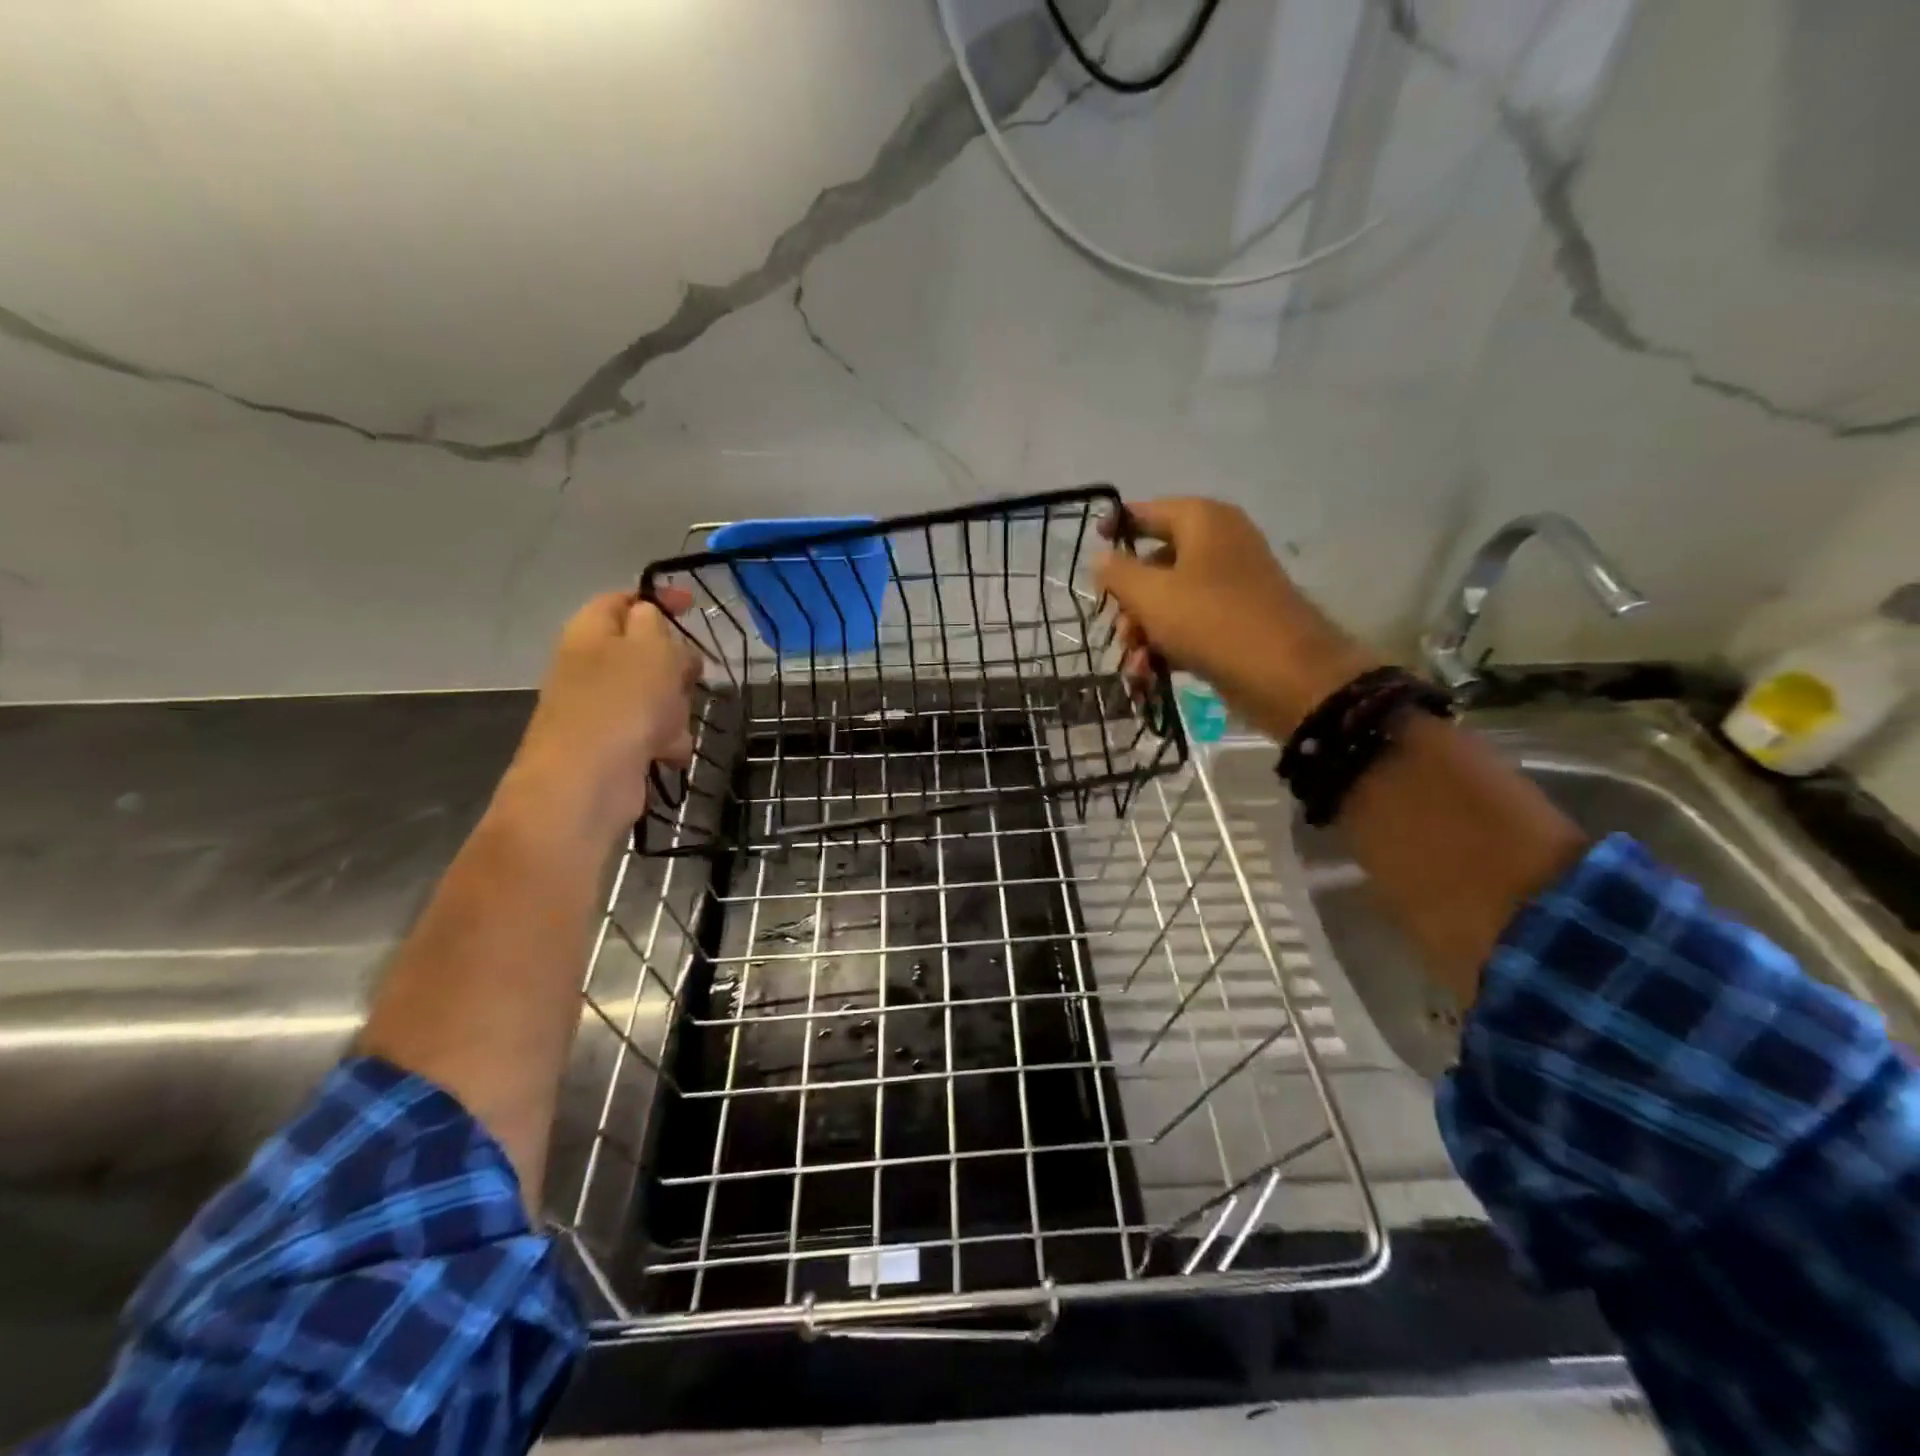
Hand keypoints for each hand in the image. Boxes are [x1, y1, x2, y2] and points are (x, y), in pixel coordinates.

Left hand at [503, 588, 705, 837]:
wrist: (587, 783)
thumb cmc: (622, 703)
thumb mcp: (649, 647)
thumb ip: (654, 621)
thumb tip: (650, 618)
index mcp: (591, 631)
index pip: (623, 600)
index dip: (658, 598)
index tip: (692, 605)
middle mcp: (591, 666)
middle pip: (646, 651)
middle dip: (675, 664)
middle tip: (689, 674)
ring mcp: (601, 708)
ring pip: (656, 694)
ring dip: (675, 707)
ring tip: (672, 724)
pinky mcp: (614, 745)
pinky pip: (653, 731)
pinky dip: (666, 740)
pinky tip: (667, 753)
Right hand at [1097, 498, 1376, 737]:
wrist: (1284, 674)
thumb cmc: (1210, 620)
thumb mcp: (1150, 594)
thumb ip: (1118, 573)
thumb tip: (1101, 558)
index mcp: (1203, 520)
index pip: (1148, 511)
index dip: (1117, 525)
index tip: (1092, 546)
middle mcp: (1220, 543)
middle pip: (1155, 562)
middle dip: (1128, 600)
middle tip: (1118, 629)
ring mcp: (1231, 583)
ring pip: (1170, 599)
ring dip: (1143, 630)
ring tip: (1135, 663)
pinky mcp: (1237, 619)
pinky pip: (1190, 623)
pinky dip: (1168, 644)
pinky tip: (1150, 672)